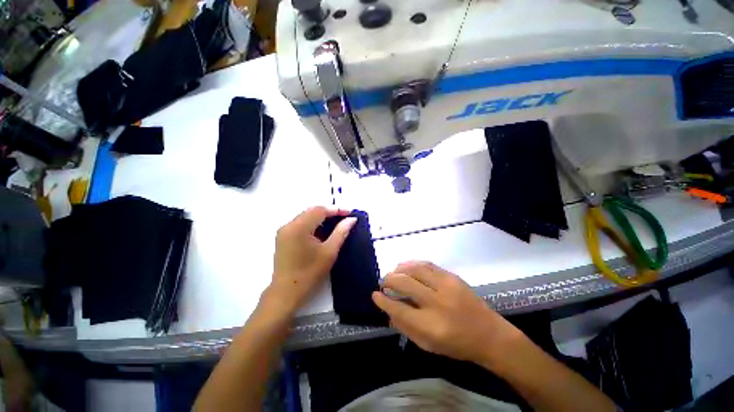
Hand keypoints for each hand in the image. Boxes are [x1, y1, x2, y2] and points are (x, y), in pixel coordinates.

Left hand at [264, 207, 356, 315]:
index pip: (320, 210)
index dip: (336, 209)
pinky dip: (313, 224)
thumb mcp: (329, 252)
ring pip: (306, 216)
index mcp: (299, 227)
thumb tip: (351, 219)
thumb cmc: (310, 273)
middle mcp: (288, 225)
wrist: (286, 293)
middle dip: (329, 212)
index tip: (350, 212)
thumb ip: (341, 232)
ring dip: (321, 218)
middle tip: (344, 217)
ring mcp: (284, 231)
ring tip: (336, 223)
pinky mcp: (283, 238)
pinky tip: (322, 231)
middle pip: (312, 211)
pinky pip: (300, 224)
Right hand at [372, 261, 522, 364]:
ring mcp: (446, 286)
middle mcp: (437, 303)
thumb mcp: (428, 345)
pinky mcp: (452, 277)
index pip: (399, 309)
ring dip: (400, 269)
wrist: (490, 335)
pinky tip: (406, 266)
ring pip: (415, 270)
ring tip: (393, 272)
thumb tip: (388, 311)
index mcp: (431, 326)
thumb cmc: (457, 344)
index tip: (375, 294)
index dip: (383, 301)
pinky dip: (413, 264)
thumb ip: (406, 328)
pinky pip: (427, 265)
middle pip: (405, 284)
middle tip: (383, 282)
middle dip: (389, 280)